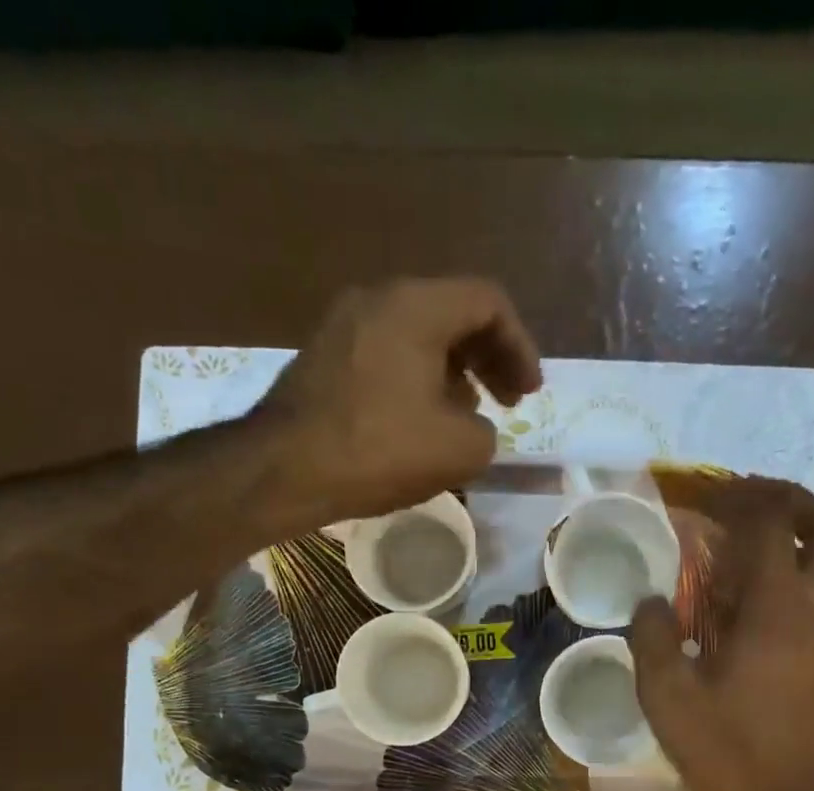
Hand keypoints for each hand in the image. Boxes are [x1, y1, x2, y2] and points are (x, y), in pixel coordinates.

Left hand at [252, 278, 542, 535]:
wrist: (285, 469)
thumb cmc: (379, 450)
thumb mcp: (460, 450)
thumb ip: (486, 430)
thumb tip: (471, 424)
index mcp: (417, 306)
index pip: (488, 303)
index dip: (520, 347)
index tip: (529, 394)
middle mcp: (378, 299)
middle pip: (452, 313)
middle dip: (489, 358)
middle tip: (508, 401)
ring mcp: (343, 325)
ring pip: (417, 335)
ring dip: (453, 372)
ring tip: (466, 416)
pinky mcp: (323, 357)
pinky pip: (386, 354)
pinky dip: (417, 379)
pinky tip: (419, 422)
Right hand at [632, 481, 813, 790]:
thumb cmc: (725, 751)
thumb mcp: (667, 696)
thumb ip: (652, 637)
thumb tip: (650, 602)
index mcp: (777, 609)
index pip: (770, 526)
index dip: (739, 500)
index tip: (707, 497)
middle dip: (791, 501)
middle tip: (749, 502)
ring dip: (811, 532)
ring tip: (765, 537)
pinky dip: (813, 567)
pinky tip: (770, 590)